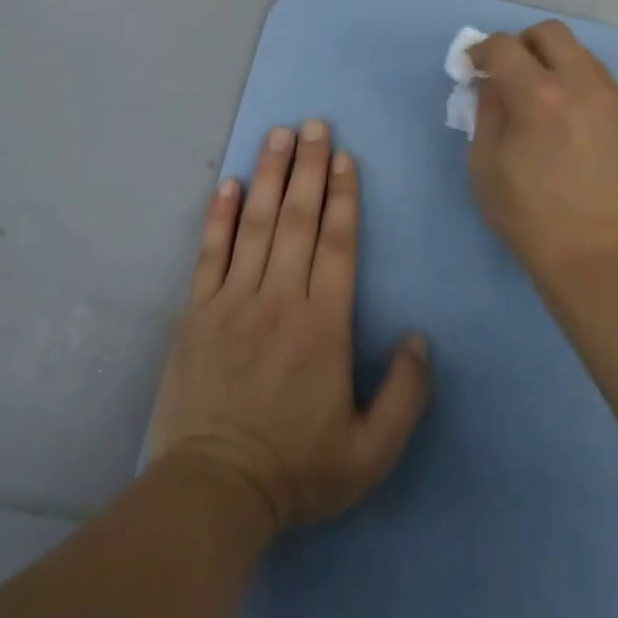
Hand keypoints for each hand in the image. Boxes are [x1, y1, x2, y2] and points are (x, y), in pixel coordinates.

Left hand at [148, 120, 431, 533]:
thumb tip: (421, 337)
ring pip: (255, 224)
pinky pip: (210, 253)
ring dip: (268, 175)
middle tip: (314, 124)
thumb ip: (406, 394)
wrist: (213, 493)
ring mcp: (232, 301)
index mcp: (323, 325)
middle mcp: (279, 299)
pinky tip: (228, 184)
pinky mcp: (196, 314)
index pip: (337, 243)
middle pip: (297, 219)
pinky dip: (219, 216)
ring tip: (278, 135)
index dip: (343, 196)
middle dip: (308, 167)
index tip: (345, 157)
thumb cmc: (297, 470)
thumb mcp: (372, 453)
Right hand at [468, 21, 617, 274]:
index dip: (480, 51)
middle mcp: (578, 82)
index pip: (503, 46)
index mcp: (538, 95)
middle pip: (548, 32)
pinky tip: (563, 111)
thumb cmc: (529, 214)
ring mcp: (608, 95)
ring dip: (550, 59)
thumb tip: (493, 84)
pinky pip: (595, 74)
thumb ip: (487, 112)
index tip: (472, 68)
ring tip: (538, 94)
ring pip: (577, 50)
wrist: (596, 252)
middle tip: (507, 73)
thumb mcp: (485, 164)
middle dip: (521, 44)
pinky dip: (574, 77)